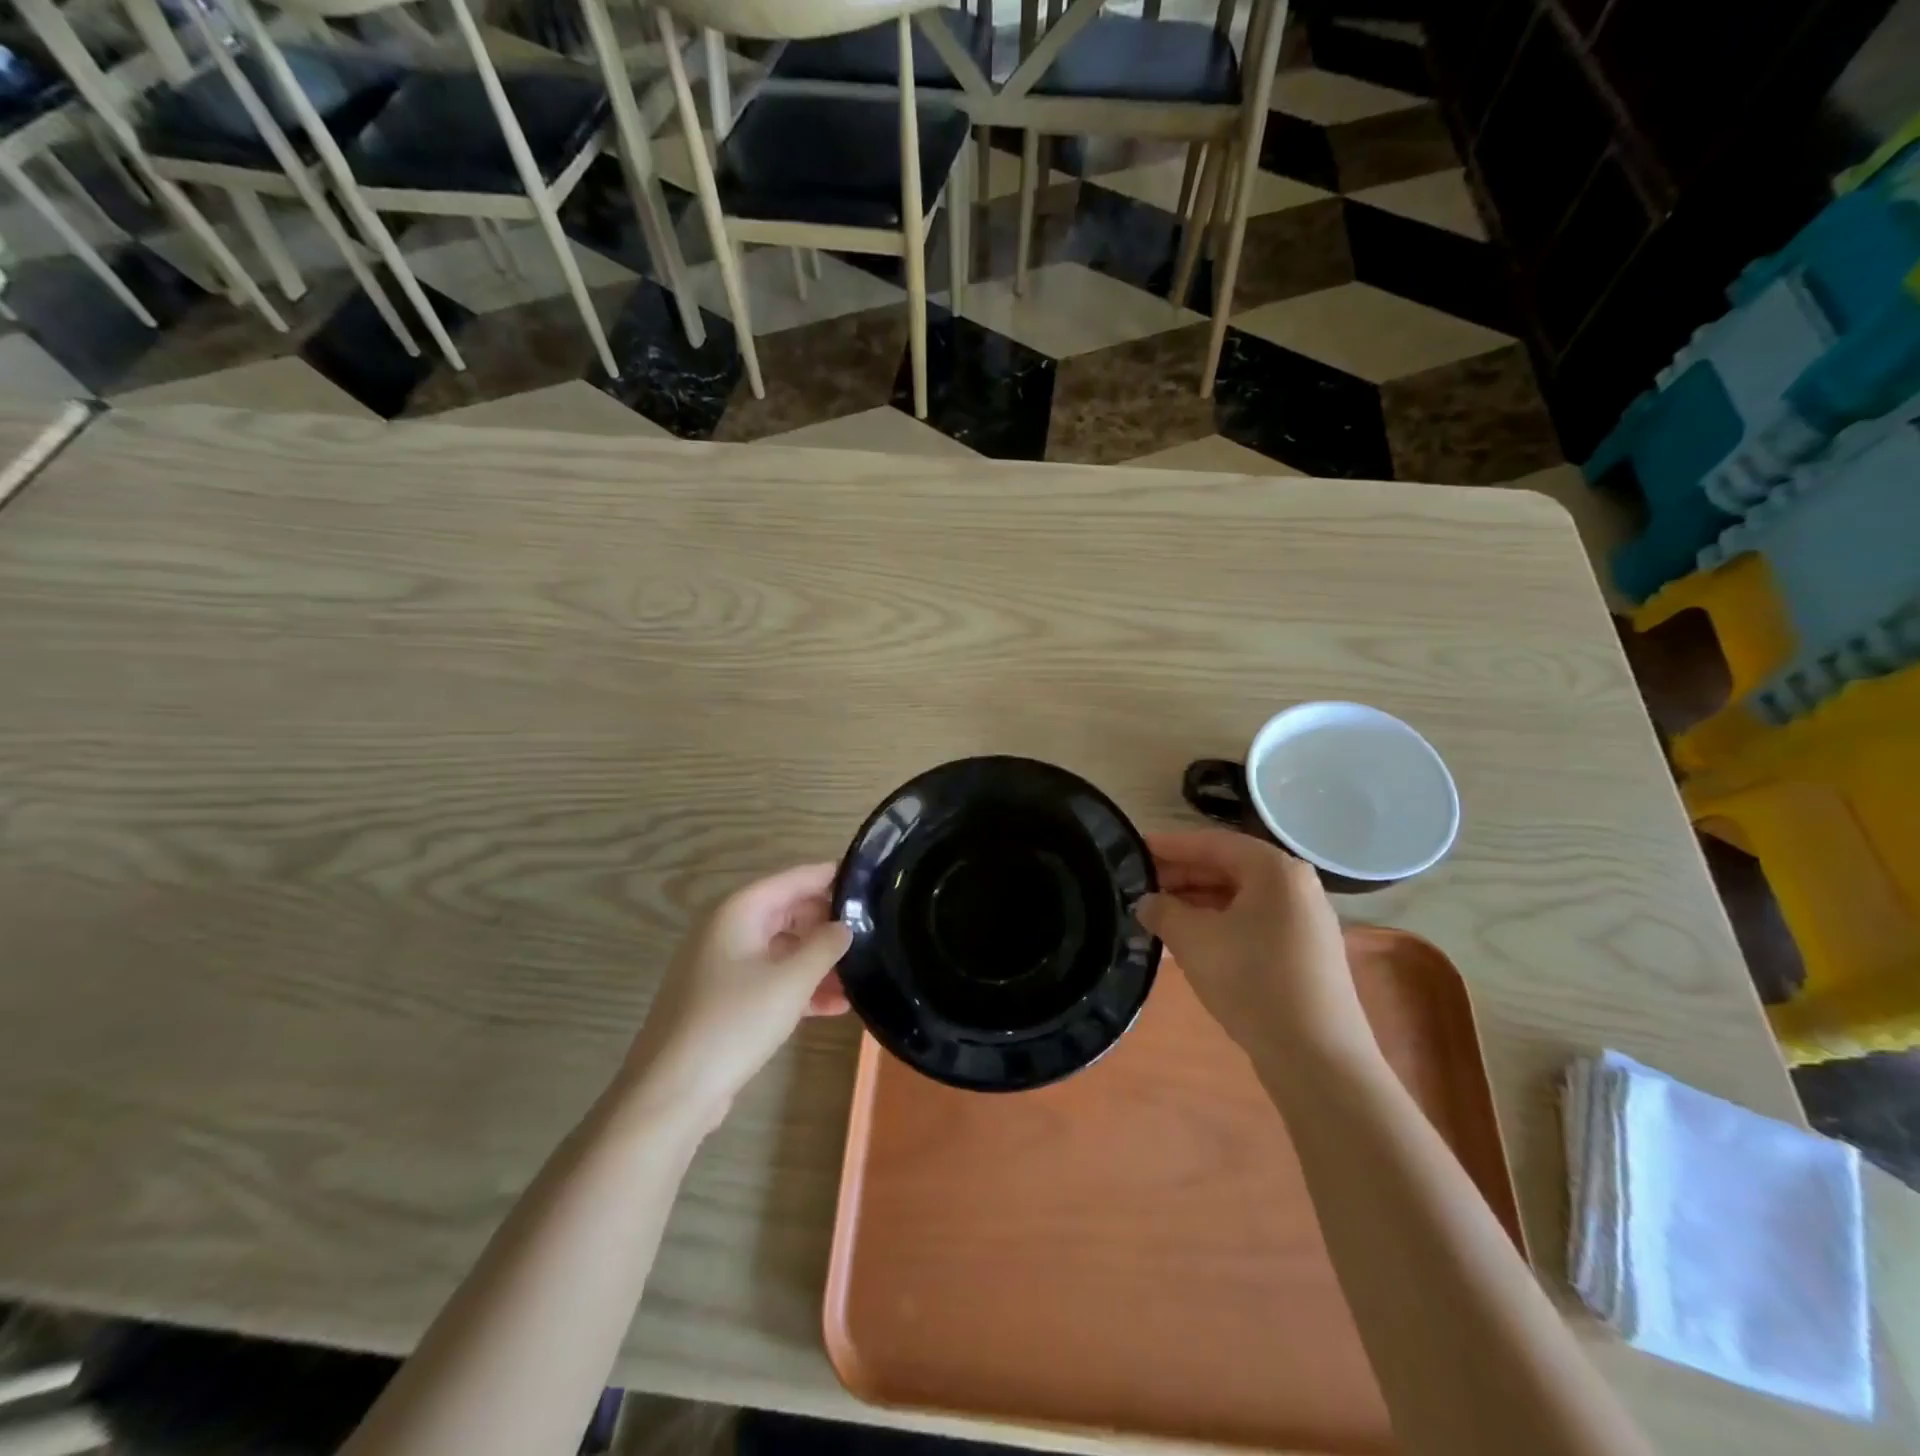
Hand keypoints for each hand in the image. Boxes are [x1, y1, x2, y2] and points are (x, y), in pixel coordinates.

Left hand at [621, 863, 851, 1133]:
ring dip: (818, 961)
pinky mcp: (724, 999)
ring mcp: (723, 965)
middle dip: (828, 924)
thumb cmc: (733, 1023)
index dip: (832, 877)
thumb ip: (825, 946)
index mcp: (739, 911)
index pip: (795, 879)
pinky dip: (799, 987)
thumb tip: (845, 926)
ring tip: (860, 977)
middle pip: (789, 912)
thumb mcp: (791, 982)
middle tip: (873, 934)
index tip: (871, 881)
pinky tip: (835, 1007)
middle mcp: (728, 929)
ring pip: (782, 949)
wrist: (671, 1093)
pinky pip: (770, 979)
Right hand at [1137, 831, 1372, 1062]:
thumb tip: (1146, 902)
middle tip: (1139, 884)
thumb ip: (1163, 911)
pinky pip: (1253, 922)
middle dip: (1182, 875)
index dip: (1169, 846)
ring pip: (1240, 898)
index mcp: (1275, 870)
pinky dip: (1219, 924)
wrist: (1317, 1058)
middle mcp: (1296, 886)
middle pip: (1228, 867)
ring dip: (1197, 902)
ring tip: (1157, 913)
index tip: (1134, 849)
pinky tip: (1190, 941)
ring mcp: (1305, 921)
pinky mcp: (1305, 954)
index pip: (1211, 843)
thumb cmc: (1252, 982)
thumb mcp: (1194, 940)